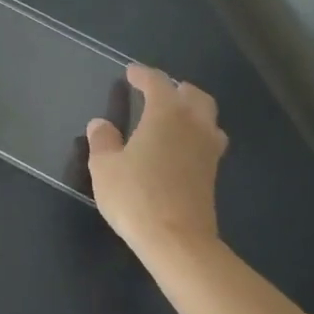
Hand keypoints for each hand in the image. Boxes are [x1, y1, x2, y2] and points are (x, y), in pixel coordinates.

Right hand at [87, 63, 226, 254]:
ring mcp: (208, 150)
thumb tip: (100, 124)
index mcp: (166, 114)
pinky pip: (208, 141)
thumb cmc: (136, 196)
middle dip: (176, 88)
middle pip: (193, 95)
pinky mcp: (212, 174)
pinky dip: (196, 134)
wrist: (177, 240)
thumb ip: (102, 141)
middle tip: (158, 91)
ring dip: (193, 110)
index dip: (143, 75)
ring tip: (174, 117)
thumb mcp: (105, 167)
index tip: (131, 72)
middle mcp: (193, 124)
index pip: (157, 83)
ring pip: (208, 117)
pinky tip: (181, 147)